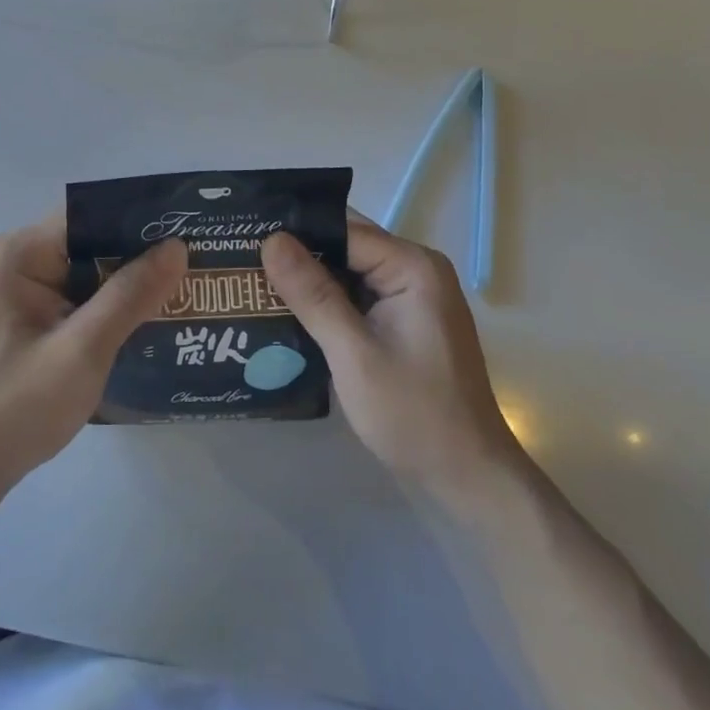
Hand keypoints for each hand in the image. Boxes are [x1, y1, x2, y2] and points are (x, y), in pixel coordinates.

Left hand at [0, 217, 186, 501]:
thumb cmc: (18, 408)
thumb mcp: (83, 351)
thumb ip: (130, 296)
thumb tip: (176, 246)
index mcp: (17, 253)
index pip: (88, 217)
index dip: (137, 222)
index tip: (186, 233)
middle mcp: (12, 260)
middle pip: (88, 242)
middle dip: (137, 257)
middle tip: (195, 266)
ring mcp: (14, 290)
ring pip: (84, 272)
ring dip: (124, 285)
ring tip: (181, 290)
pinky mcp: (21, 317)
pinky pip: (73, 296)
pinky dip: (105, 307)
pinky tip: (143, 321)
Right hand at [261, 219, 517, 496]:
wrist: (468, 478)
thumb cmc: (413, 414)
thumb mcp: (353, 354)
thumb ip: (312, 294)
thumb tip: (271, 239)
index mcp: (413, 266)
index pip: (343, 231)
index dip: (296, 234)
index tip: (246, 236)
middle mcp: (415, 269)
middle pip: (345, 246)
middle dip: (297, 254)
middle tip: (241, 258)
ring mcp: (412, 295)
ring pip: (348, 271)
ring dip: (308, 279)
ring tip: (252, 279)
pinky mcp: (404, 320)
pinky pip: (357, 295)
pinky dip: (326, 301)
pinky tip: (287, 310)